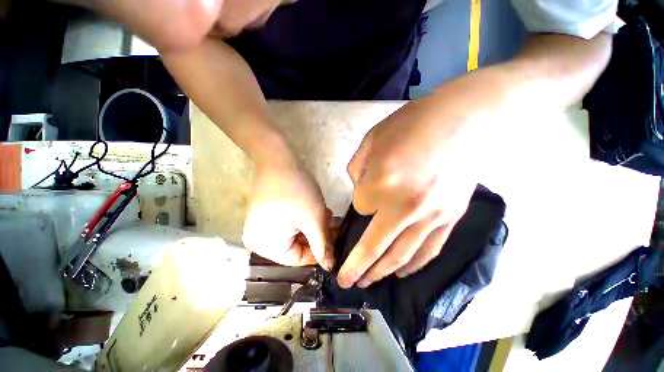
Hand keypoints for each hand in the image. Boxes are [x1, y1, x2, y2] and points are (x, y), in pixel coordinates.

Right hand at [242, 153, 333, 267]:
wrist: (279, 159)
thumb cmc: (296, 191)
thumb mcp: (313, 219)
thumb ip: (322, 245)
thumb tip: (330, 266)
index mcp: (265, 246)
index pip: (298, 259)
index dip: (319, 253)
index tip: (335, 244)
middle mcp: (260, 239)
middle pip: (297, 245)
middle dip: (318, 236)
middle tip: (334, 227)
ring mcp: (262, 224)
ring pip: (296, 233)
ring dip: (314, 226)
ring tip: (330, 217)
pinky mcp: (268, 212)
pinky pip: (290, 223)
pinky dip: (305, 219)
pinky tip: (320, 212)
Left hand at [338, 90, 486, 288]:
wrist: (462, 119)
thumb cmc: (410, 125)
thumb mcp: (371, 141)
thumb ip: (357, 170)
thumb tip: (360, 189)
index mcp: (380, 185)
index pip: (360, 206)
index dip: (361, 200)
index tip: (366, 193)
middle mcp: (404, 209)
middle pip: (374, 246)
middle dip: (358, 266)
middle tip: (347, 282)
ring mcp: (430, 218)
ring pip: (401, 256)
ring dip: (382, 273)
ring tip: (368, 283)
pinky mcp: (450, 219)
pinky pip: (428, 250)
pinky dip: (412, 265)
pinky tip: (400, 272)